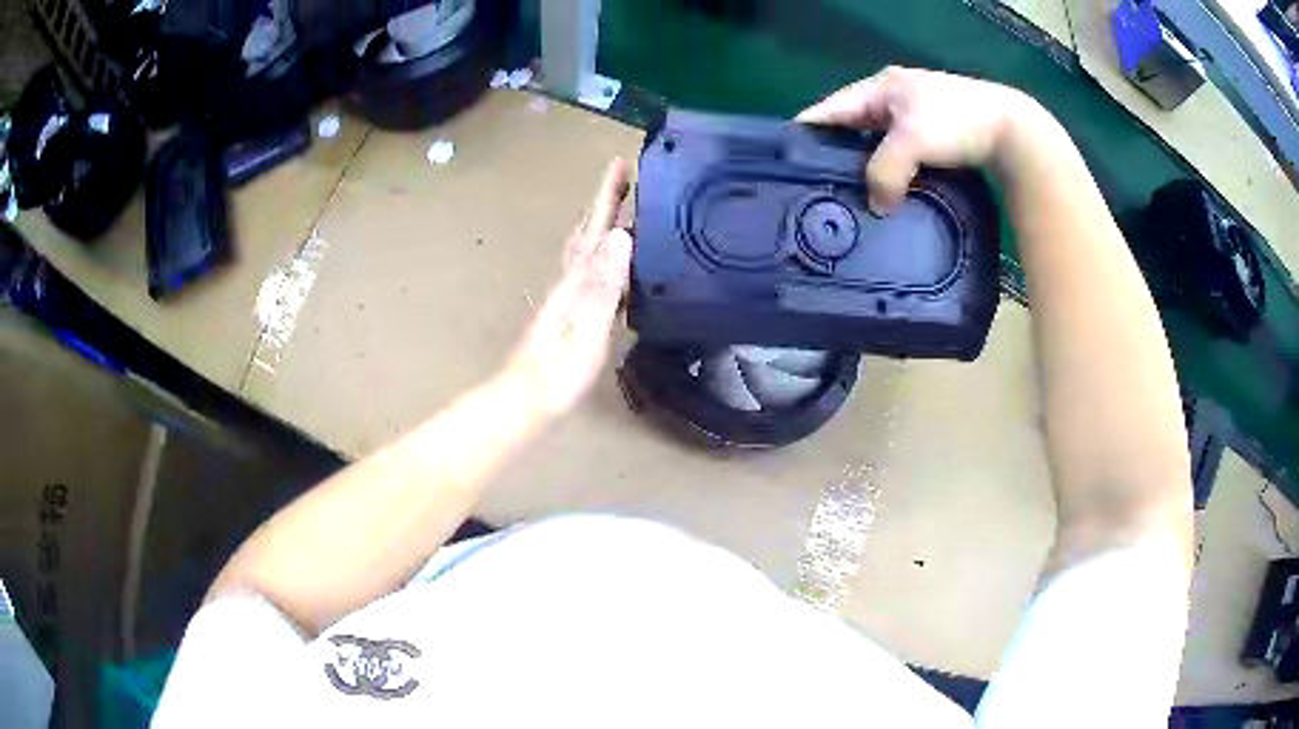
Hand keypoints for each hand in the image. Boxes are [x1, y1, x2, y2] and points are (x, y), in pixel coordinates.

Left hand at [502, 159, 633, 419]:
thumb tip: (621, 234)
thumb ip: (602, 283)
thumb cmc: (558, 370)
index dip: (607, 195)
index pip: (595, 227)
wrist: (526, 400)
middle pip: (587, 231)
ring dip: (600, 223)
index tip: (621, 162)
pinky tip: (608, 261)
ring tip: (618, 207)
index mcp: (575, 279)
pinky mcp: (569, 314)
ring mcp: (566, 297)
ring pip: (585, 248)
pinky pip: (589, 270)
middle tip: (623, 176)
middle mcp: (569, 281)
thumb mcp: (586, 326)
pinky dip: (600, 252)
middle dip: (604, 200)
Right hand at [797, 66, 1030, 213]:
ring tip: (852, 198)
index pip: (829, 109)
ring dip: (867, 168)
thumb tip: (877, 207)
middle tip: (822, 189)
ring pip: (876, 144)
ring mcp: (914, 116)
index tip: (787, 164)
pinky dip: (892, 173)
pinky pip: (900, 156)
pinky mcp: (934, 137)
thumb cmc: (956, 122)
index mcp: (879, 87)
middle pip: (851, 128)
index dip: (807, 133)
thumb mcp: (911, 141)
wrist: (1011, 130)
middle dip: (836, 155)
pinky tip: (889, 194)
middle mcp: (892, 97)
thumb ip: (884, 172)